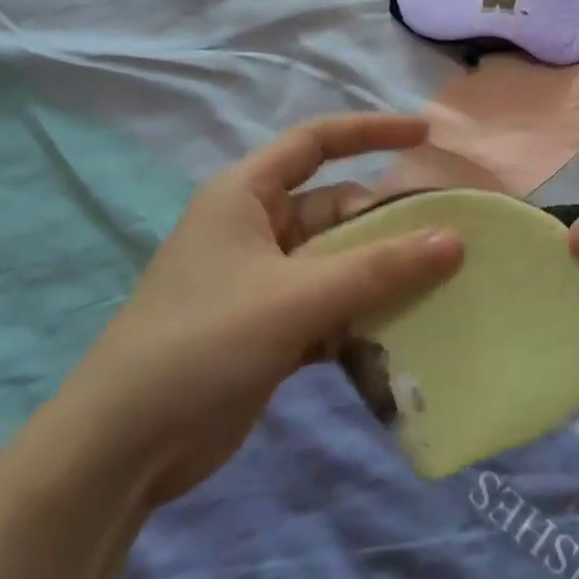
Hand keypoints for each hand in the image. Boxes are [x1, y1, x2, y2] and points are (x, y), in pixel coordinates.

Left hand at [54, 114, 462, 504]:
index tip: (426, 136)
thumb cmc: (201, 343)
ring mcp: (265, 282)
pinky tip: (404, 334)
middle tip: (451, 243)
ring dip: (383, 275)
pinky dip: (364, 316)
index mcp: (246, 196)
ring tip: (443, 288)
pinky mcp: (273, 328)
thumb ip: (378, 268)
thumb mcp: (295, 298)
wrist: (124, 446)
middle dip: (389, 223)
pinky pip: (334, 306)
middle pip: (338, 209)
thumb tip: (455, 239)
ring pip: (341, 261)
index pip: (316, 142)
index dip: (372, 131)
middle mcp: (257, 229)